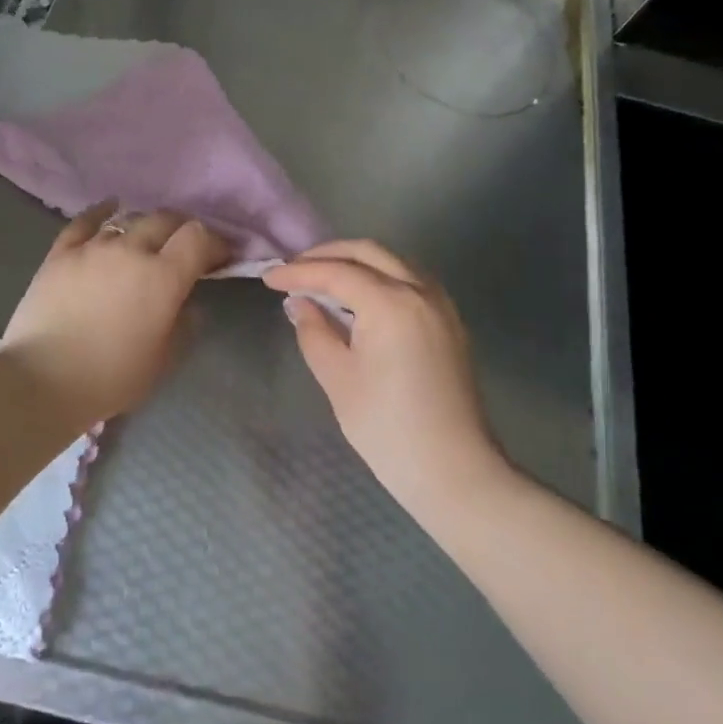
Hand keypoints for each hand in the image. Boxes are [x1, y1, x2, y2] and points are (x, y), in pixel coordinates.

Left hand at [4, 201, 230, 432]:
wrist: (41, 380)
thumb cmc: (111, 377)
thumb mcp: (163, 360)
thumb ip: (185, 325)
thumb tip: (189, 303)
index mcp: (163, 277)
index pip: (198, 237)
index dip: (215, 242)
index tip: (220, 257)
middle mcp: (131, 250)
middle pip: (166, 220)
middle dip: (183, 229)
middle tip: (186, 247)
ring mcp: (93, 247)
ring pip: (129, 219)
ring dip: (146, 225)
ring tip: (149, 238)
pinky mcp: (61, 252)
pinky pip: (85, 221)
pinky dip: (103, 211)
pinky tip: (110, 208)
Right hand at [264, 240, 506, 511]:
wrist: (453, 470)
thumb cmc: (387, 427)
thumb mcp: (338, 378)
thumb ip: (314, 331)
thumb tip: (301, 303)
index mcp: (391, 303)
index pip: (337, 272)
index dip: (299, 272)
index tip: (269, 277)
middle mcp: (420, 291)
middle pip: (369, 252)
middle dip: (328, 254)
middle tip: (294, 269)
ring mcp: (441, 305)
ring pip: (394, 262)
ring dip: (356, 262)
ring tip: (323, 279)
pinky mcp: (450, 322)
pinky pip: (410, 280)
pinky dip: (380, 276)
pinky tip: (360, 297)